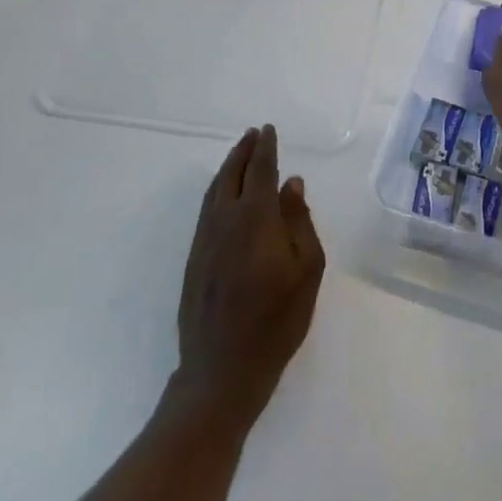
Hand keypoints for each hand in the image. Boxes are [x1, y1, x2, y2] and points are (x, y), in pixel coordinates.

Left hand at [170, 125, 324, 431]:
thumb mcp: (307, 269)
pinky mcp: (194, 259)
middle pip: (232, 174)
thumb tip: (291, 184)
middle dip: (243, 151)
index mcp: (255, 218)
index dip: (265, 148)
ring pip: (215, 190)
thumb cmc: (277, 320)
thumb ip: (299, 221)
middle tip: (253, 134)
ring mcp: (205, 240)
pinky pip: (206, 210)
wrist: (223, 370)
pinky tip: (223, 194)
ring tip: (239, 155)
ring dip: (228, 168)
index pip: (260, 170)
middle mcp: (225, 220)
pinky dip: (216, 190)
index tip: (268, 130)